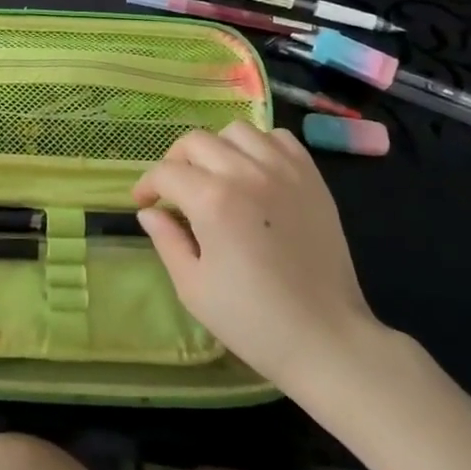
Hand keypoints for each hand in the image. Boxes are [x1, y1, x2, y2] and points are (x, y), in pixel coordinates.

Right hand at [132, 123, 379, 387]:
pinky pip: (278, 139)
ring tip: (217, 176)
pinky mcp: (311, 177)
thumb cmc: (252, 320)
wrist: (326, 338)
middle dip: (176, 162)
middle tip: (174, 191)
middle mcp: (246, 172)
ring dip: (217, 148)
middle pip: (196, 142)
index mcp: (212, 201)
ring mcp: (283, 170)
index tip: (144, 203)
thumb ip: (166, 241)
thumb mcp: (193, 288)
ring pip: (236, 131)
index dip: (147, 185)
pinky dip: (259, 146)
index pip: (166, 173)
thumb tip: (149, 213)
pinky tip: (255, 172)